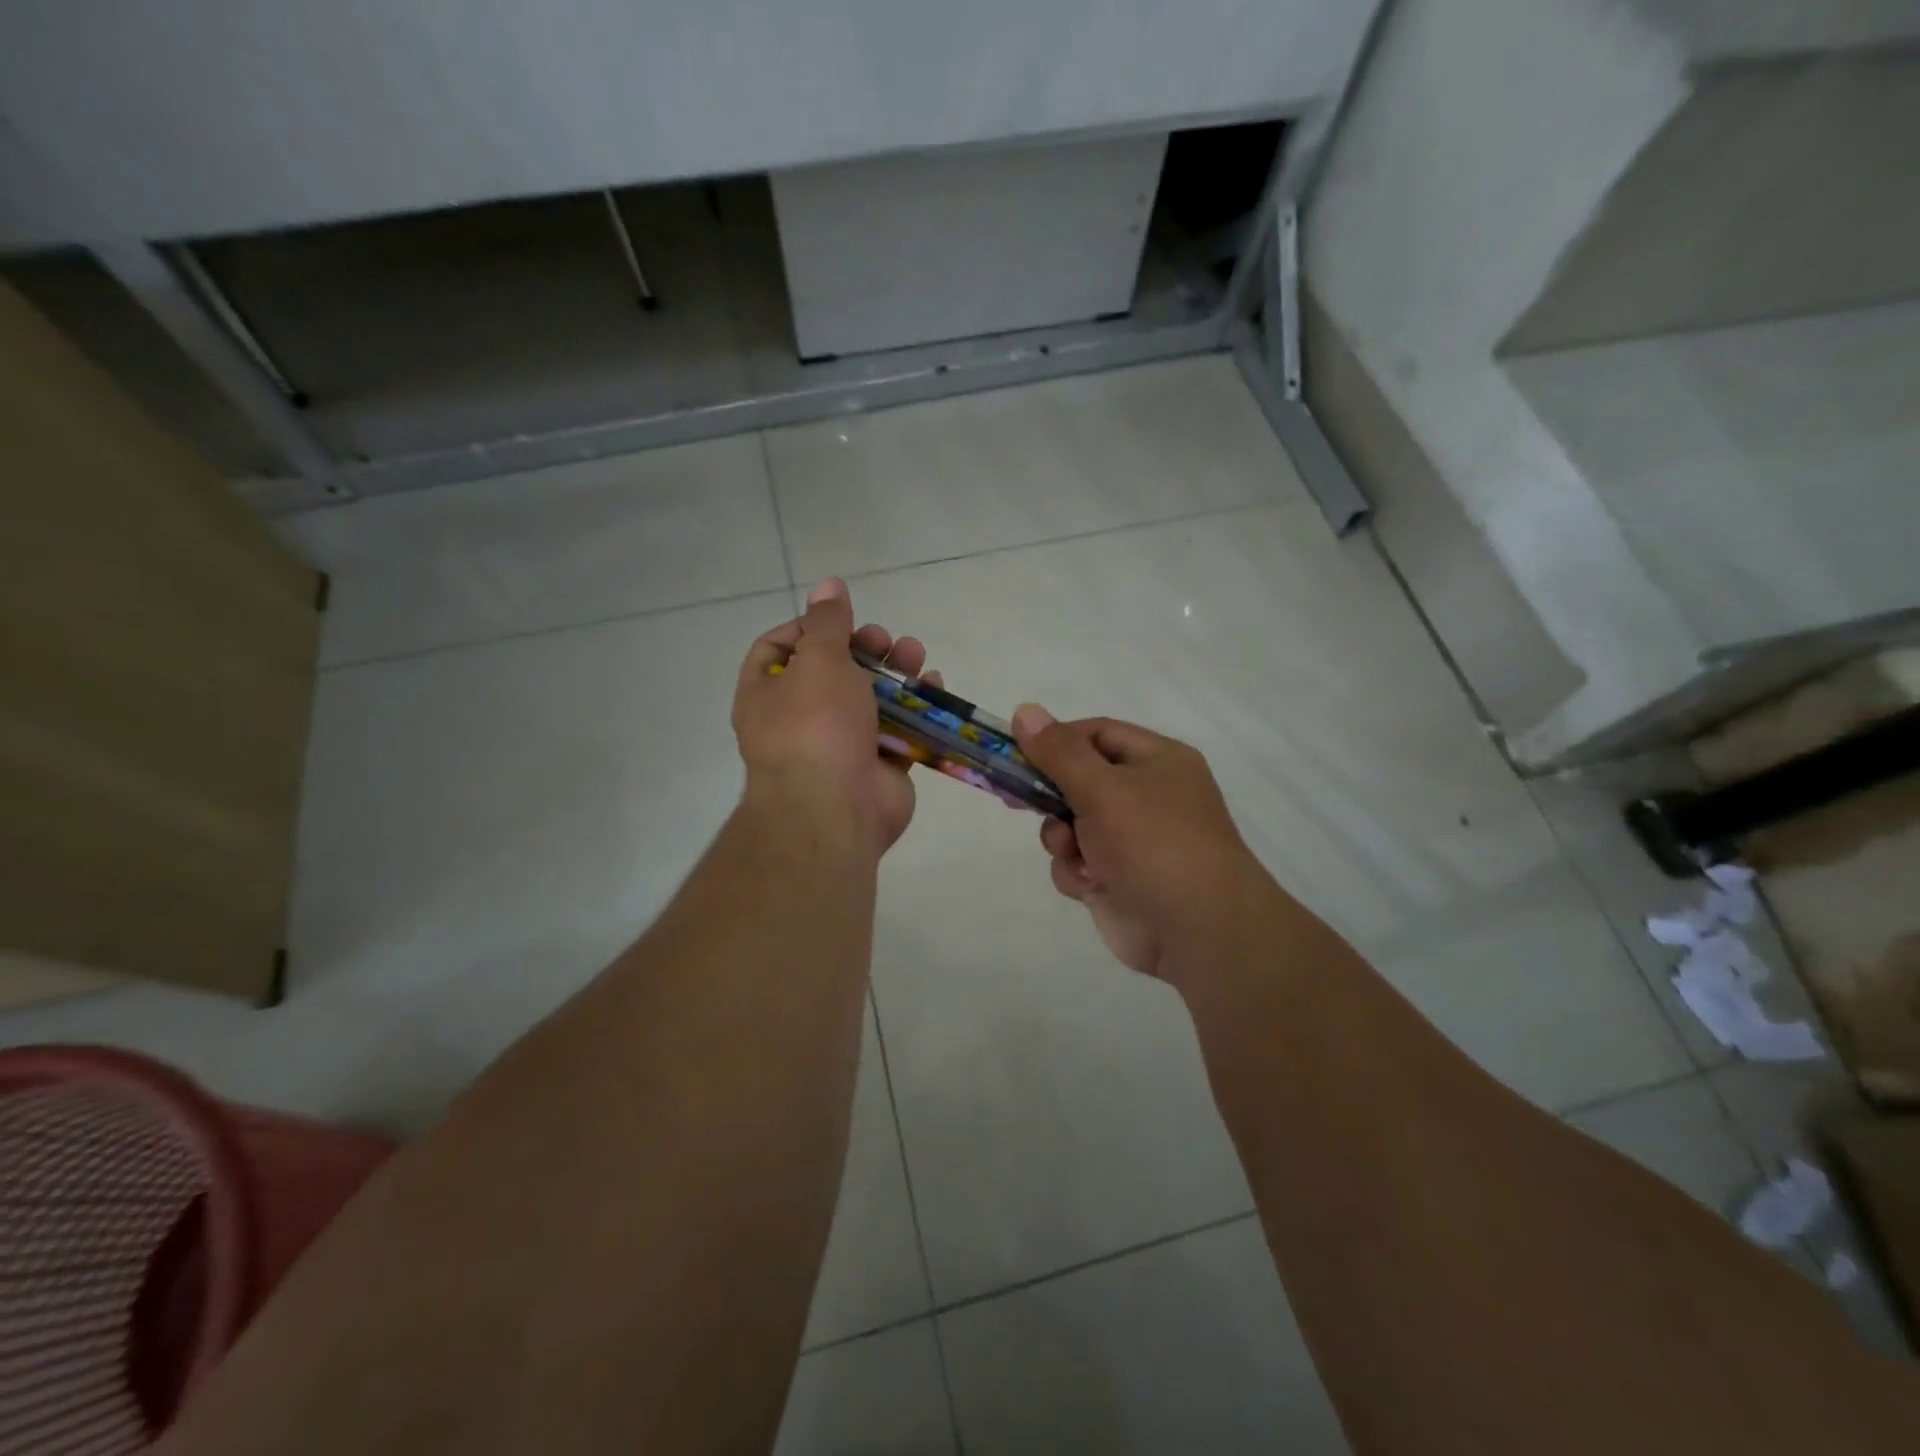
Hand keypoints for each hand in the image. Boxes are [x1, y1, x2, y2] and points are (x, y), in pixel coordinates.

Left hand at [734, 578, 935, 854]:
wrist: (835, 809)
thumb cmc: (815, 725)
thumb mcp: (818, 661)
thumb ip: (827, 622)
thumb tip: (828, 584)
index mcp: (767, 694)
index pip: (778, 648)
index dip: (808, 627)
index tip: (841, 619)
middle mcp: (799, 719)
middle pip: (832, 671)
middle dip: (863, 648)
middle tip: (885, 639)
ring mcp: (839, 744)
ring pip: (870, 699)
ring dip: (895, 672)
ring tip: (916, 656)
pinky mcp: (876, 765)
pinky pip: (898, 730)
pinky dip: (916, 708)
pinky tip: (934, 688)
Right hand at [1012, 706, 1272, 987]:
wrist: (1197, 931)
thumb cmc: (1153, 844)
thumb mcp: (1103, 788)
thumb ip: (1059, 753)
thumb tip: (1025, 710)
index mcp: (1156, 761)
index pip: (1096, 734)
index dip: (1056, 741)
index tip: (1017, 752)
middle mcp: (1146, 796)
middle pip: (1079, 780)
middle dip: (1051, 795)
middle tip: (1016, 798)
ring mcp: (1131, 840)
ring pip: (1071, 825)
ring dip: (1062, 839)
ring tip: (1074, 852)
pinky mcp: (1117, 879)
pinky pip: (1078, 862)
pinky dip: (1076, 872)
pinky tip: (1090, 885)